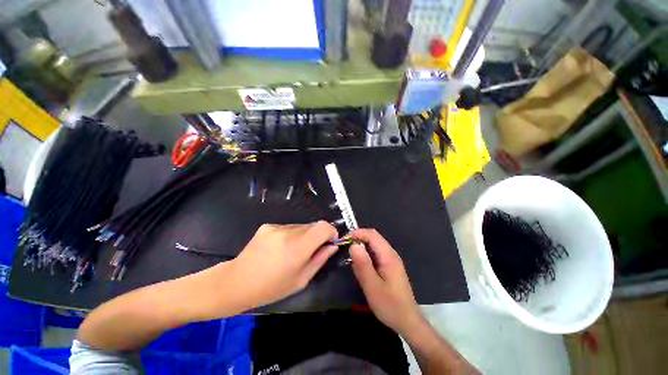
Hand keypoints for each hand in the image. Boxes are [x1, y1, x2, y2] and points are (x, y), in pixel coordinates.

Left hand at [229, 221, 338, 308]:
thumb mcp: (301, 280)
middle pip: (313, 225)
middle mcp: (288, 232)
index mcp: (298, 248)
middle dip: (317, 236)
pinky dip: (290, 235)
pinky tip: (279, 248)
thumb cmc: (271, 287)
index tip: (330, 242)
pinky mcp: (267, 226)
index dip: (331, 232)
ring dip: (303, 236)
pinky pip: (287, 227)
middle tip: (309, 251)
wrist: (236, 282)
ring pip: (300, 226)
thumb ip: (320, 259)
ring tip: (291, 252)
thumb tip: (332, 246)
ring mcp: (276, 227)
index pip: (324, 227)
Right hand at [349, 228, 423, 335]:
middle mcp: (391, 254)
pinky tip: (360, 264)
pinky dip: (366, 254)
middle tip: (345, 246)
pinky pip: (375, 254)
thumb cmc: (390, 305)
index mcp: (388, 256)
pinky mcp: (389, 266)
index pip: (372, 235)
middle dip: (359, 238)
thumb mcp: (372, 286)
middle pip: (374, 238)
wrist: (407, 321)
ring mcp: (391, 260)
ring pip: (374, 245)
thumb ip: (363, 264)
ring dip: (362, 246)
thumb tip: (353, 245)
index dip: (358, 233)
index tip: (344, 239)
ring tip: (350, 255)